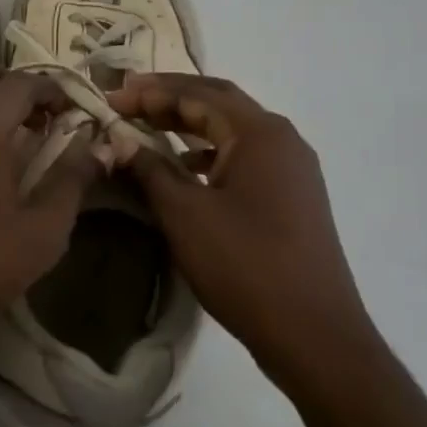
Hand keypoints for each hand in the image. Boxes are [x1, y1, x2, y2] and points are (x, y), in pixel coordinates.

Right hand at [107, 74, 372, 380]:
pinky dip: (211, 152)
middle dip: (171, 98)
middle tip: (128, 101)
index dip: (150, 92)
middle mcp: (282, 139)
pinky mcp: (294, 195)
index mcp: (259, 132)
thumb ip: (150, 169)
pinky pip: (246, 157)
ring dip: (190, 123)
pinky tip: (188, 168)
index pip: (197, 94)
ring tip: (149, 128)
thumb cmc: (245, 265)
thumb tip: (120, 140)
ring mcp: (293, 168)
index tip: (111, 97)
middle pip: (219, 102)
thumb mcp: (185, 214)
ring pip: (233, 130)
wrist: (314, 334)